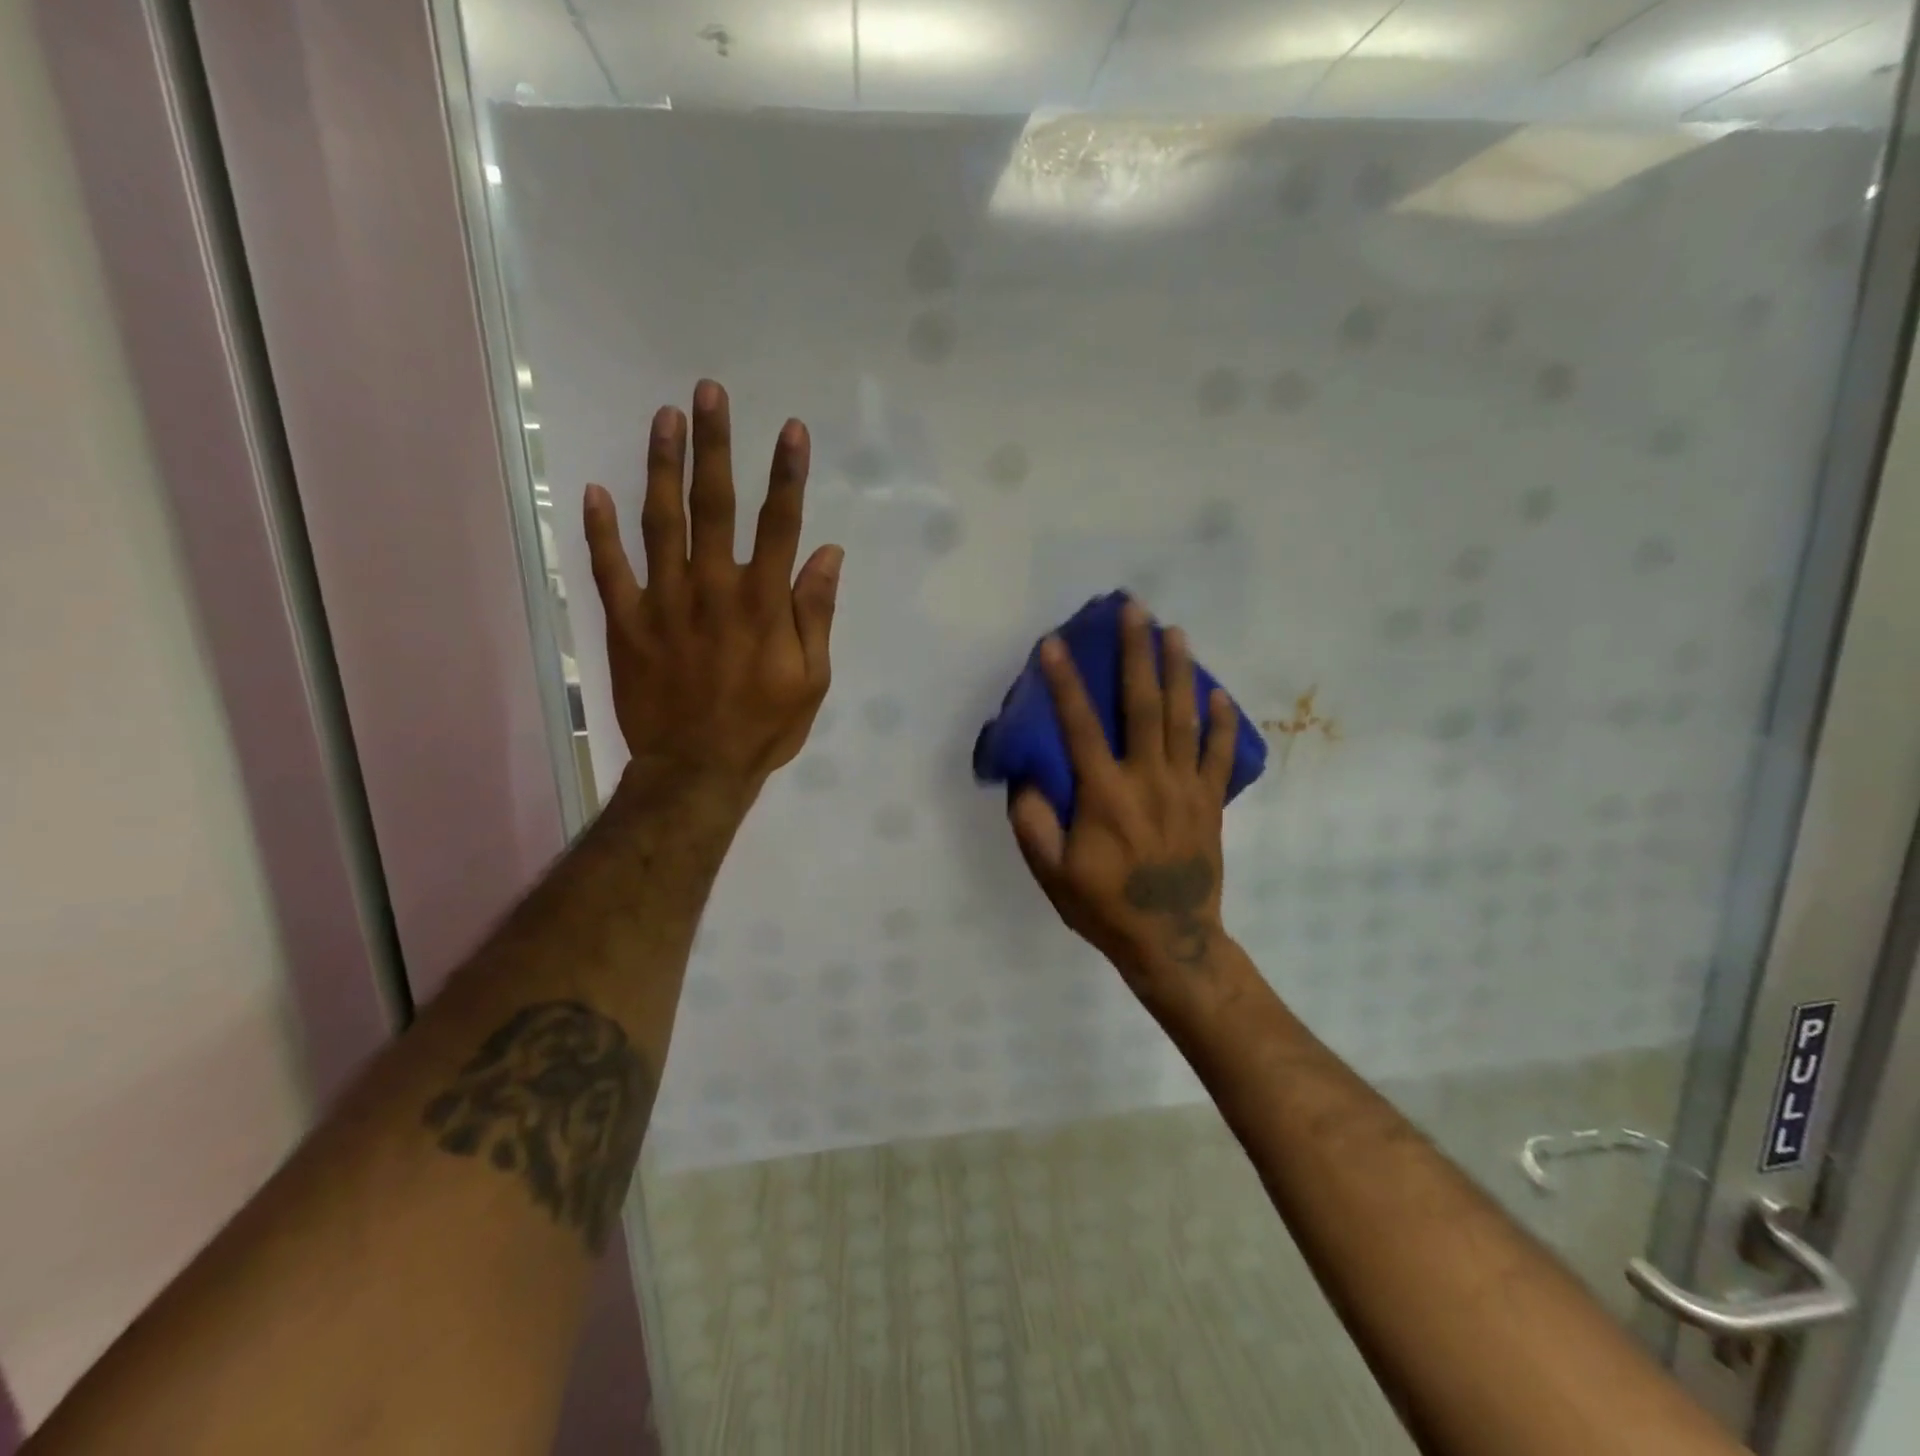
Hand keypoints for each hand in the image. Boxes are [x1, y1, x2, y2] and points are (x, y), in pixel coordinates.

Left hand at [583, 380, 841, 813]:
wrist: (697, 771)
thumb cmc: (764, 727)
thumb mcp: (811, 680)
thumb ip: (816, 614)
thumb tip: (827, 554)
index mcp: (762, 604)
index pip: (779, 525)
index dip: (786, 475)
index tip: (790, 429)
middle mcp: (712, 590)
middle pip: (714, 506)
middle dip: (714, 445)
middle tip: (709, 392)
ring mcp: (663, 603)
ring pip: (660, 523)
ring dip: (662, 467)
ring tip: (664, 417)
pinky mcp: (626, 624)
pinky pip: (608, 570)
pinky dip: (598, 530)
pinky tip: (594, 489)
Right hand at [1009, 601, 1239, 1009]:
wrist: (1171, 941)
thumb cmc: (1104, 906)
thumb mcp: (1052, 873)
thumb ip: (1033, 822)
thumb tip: (1026, 777)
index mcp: (1105, 795)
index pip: (1080, 726)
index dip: (1065, 682)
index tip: (1054, 643)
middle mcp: (1148, 779)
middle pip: (1143, 704)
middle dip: (1137, 653)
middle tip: (1135, 609)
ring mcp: (1186, 787)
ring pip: (1184, 717)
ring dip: (1179, 671)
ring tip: (1175, 631)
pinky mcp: (1210, 801)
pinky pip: (1218, 753)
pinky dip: (1221, 721)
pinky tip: (1218, 693)